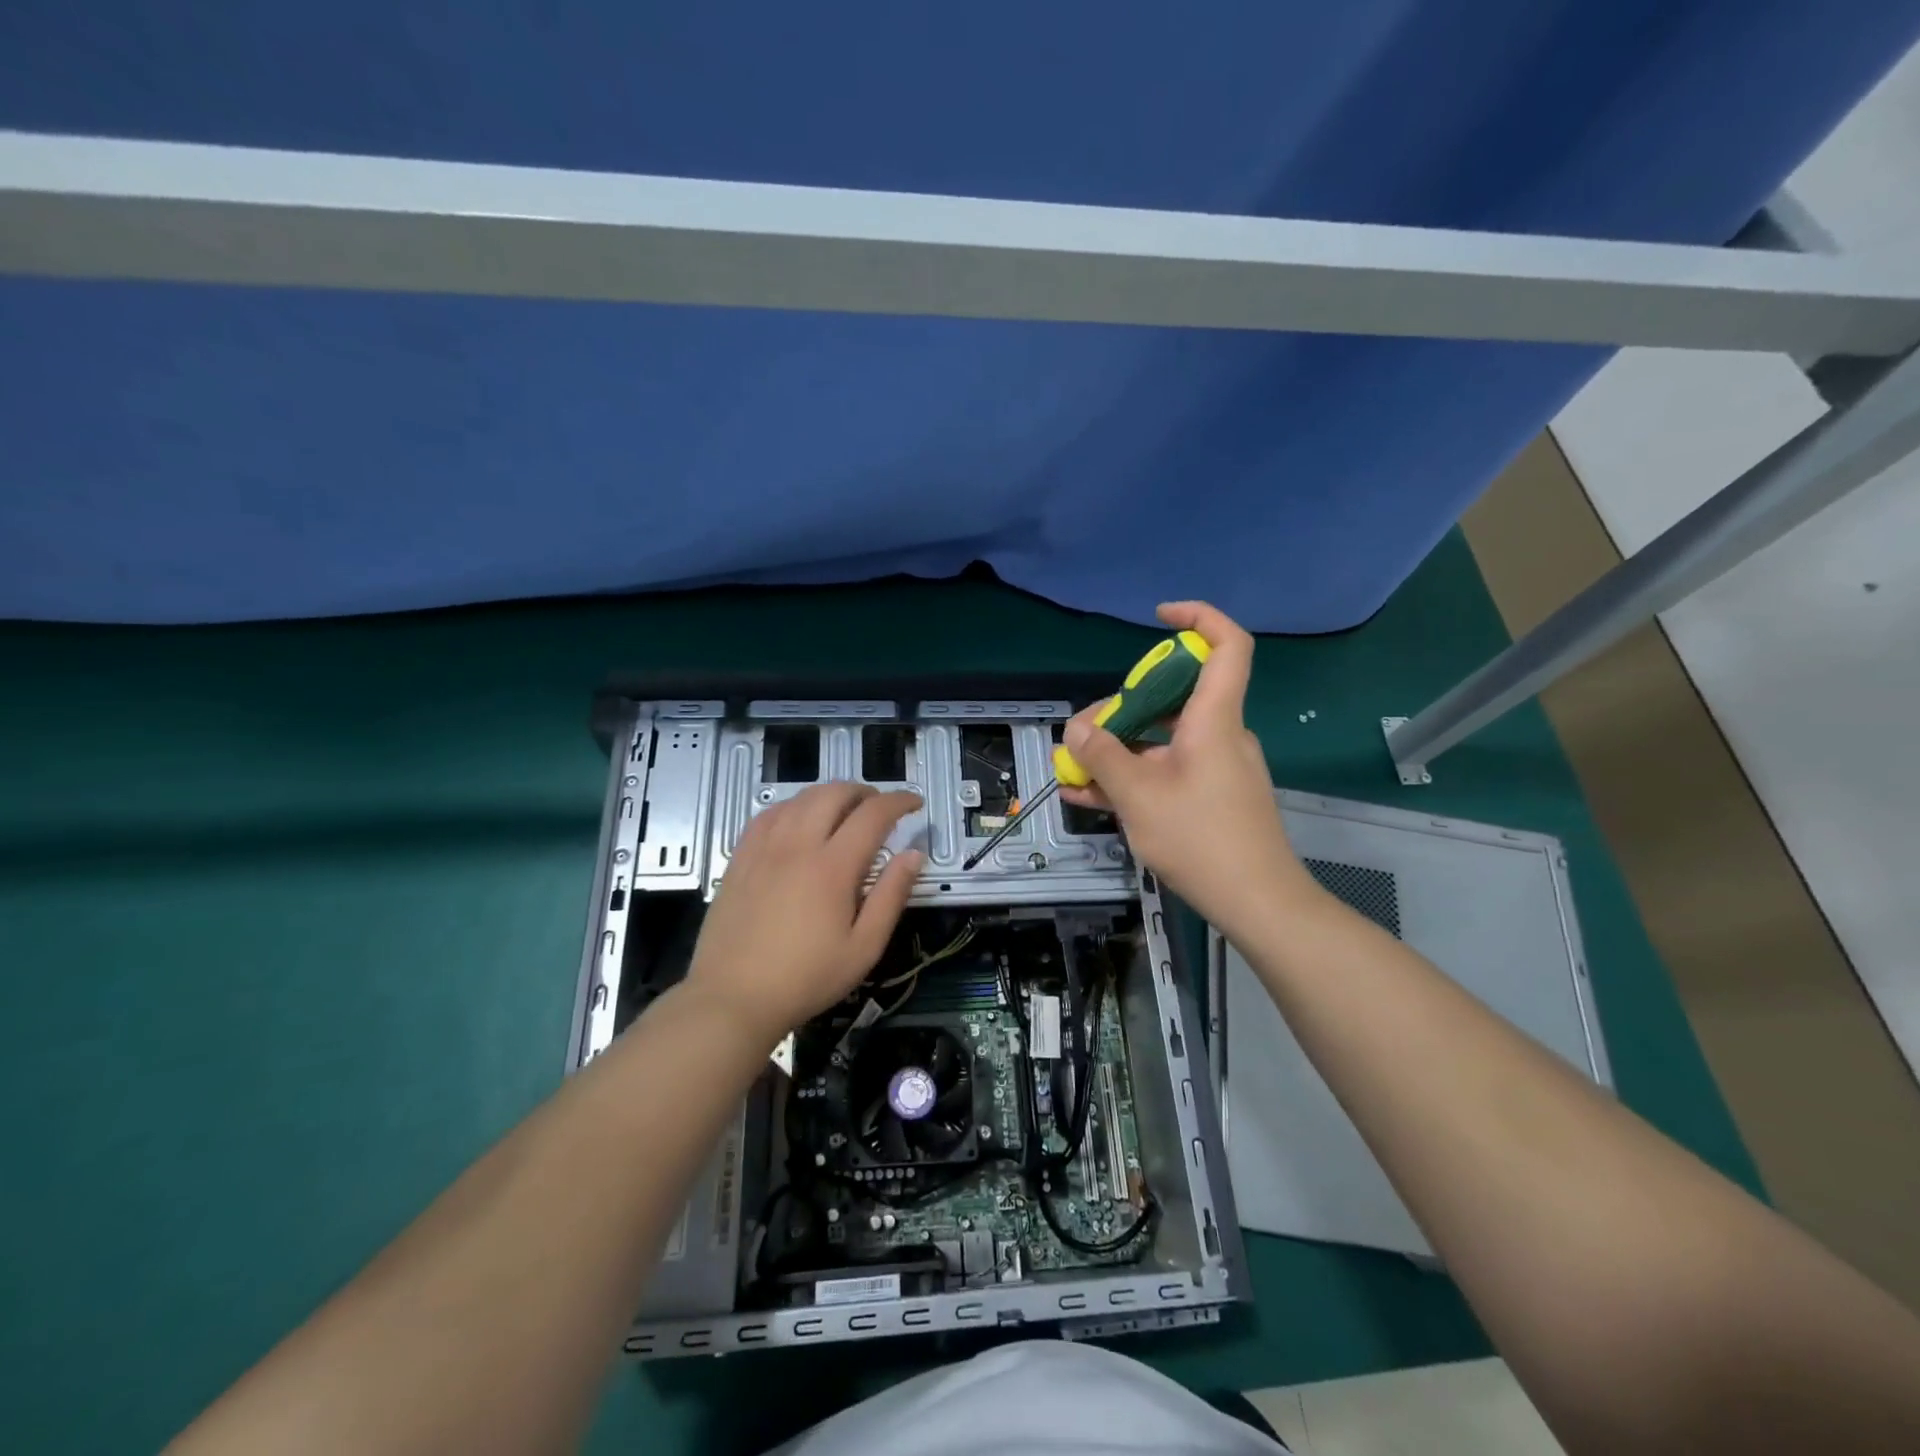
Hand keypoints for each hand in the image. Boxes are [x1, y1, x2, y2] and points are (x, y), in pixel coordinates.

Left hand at [685, 782, 923, 1050]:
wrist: (733, 998)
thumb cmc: (806, 978)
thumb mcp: (863, 948)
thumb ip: (891, 896)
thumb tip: (913, 855)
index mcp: (832, 866)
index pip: (873, 815)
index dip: (899, 801)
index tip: (915, 803)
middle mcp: (797, 844)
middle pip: (834, 793)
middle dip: (864, 791)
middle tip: (880, 807)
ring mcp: (764, 847)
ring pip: (800, 797)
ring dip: (829, 794)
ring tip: (844, 811)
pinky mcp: (740, 857)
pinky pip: (769, 813)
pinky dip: (794, 806)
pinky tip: (799, 821)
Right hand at [1060, 601, 1318, 940]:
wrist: (1258, 903)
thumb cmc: (1201, 839)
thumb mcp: (1138, 796)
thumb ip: (1102, 756)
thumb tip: (1077, 729)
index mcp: (1213, 720)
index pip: (1226, 645)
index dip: (1198, 617)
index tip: (1159, 617)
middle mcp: (1219, 734)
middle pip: (1173, 696)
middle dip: (1122, 706)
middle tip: (1083, 734)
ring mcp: (1216, 767)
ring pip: (1162, 739)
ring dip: (1118, 748)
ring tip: (1074, 769)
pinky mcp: (1211, 795)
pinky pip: (1167, 770)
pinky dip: (1132, 775)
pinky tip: (1089, 795)